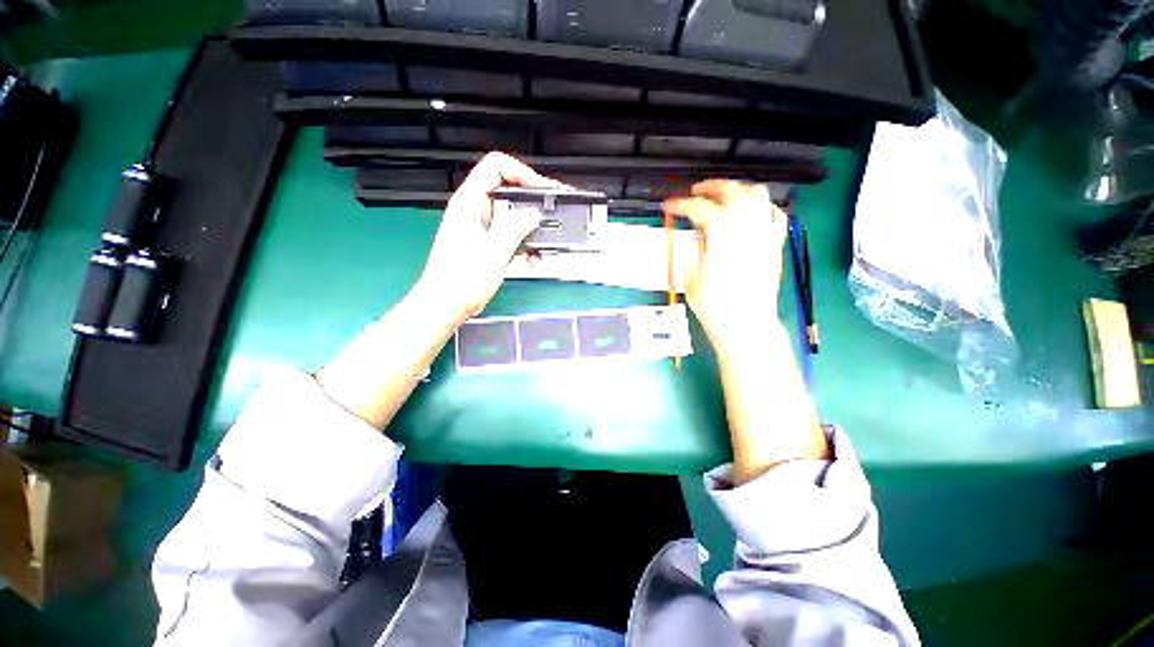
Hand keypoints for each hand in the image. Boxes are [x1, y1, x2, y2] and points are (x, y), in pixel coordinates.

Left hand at [416, 152, 563, 321]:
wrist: (447, 305)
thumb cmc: (460, 280)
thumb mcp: (492, 252)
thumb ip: (514, 228)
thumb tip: (533, 213)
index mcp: (469, 203)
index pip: (496, 167)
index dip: (521, 173)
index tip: (541, 190)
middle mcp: (475, 211)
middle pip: (509, 193)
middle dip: (532, 206)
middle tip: (551, 219)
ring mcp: (481, 229)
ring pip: (513, 218)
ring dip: (531, 231)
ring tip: (543, 247)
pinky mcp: (487, 246)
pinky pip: (511, 237)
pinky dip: (524, 246)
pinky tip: (533, 259)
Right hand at [663, 180, 787, 352]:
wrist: (746, 324)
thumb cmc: (714, 305)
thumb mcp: (691, 277)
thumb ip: (693, 249)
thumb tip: (694, 235)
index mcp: (722, 235)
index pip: (699, 208)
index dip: (681, 205)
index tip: (670, 206)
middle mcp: (746, 227)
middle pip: (731, 192)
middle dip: (711, 187)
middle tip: (696, 191)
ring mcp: (764, 233)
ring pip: (757, 195)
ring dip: (738, 190)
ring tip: (723, 195)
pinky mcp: (775, 244)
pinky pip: (775, 214)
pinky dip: (762, 206)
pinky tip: (751, 212)